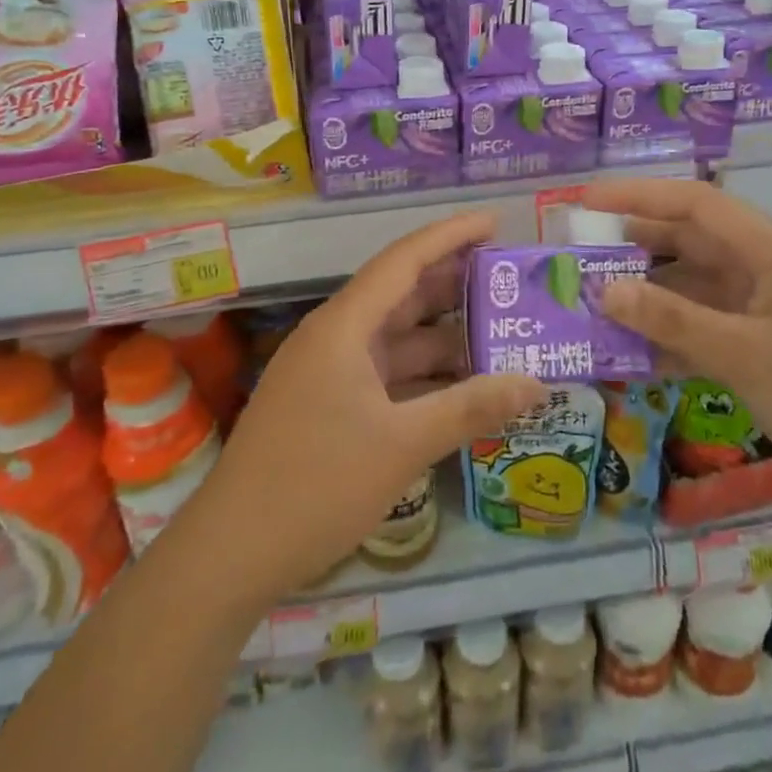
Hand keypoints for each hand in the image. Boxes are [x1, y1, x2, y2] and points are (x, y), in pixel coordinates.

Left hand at [190, 212, 547, 603]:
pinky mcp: (328, 404)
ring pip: (395, 338)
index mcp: (343, 327)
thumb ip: (471, 408)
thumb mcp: (402, 445)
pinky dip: (423, 374)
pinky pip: (386, 373)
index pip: (403, 260)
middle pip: (400, 295)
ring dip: (443, 335)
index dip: (449, 236)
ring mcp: (329, 372)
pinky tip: (463, 385)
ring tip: (501, 332)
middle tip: (510, 280)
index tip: (494, 222)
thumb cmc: (316, 484)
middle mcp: (335, 337)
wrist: (234, 550)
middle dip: (454, 284)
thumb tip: (538, 383)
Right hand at [582, 178, 771, 534]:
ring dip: (649, 296)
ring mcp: (768, 313)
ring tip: (594, 305)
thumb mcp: (749, 358)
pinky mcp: (768, 350)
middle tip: (579, 257)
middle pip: (691, 243)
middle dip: (635, 245)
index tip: (584, 202)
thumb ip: (673, 321)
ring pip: (695, 289)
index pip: (697, 204)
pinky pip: (707, 330)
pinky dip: (671, 337)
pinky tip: (633, 355)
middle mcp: (768, 273)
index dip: (638, 196)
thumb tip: (605, 290)